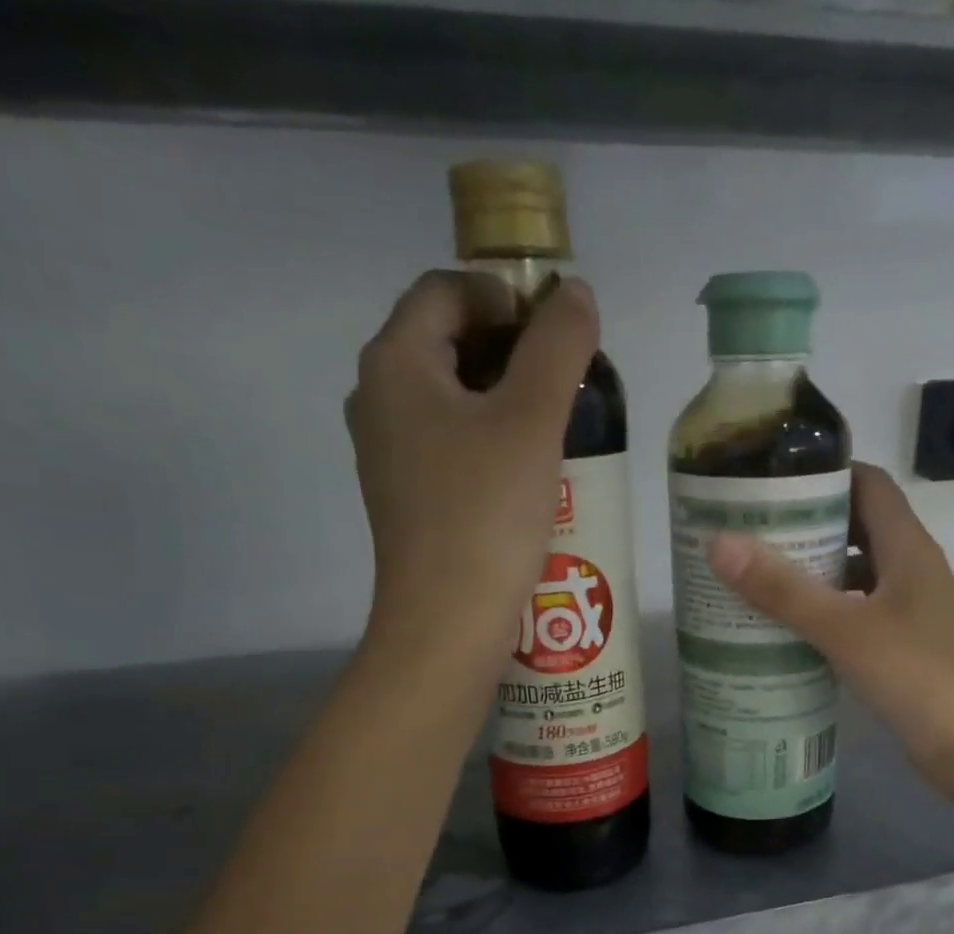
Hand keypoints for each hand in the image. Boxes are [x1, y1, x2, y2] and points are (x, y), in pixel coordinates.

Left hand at [345, 270, 598, 666]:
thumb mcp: (533, 420)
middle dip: (512, 351)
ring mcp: (388, 452)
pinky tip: (529, 475)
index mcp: (395, 362)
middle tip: (568, 384)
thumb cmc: (487, 513)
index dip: (507, 297)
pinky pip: (450, 445)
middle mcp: (378, 398)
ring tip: (559, 429)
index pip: (447, 290)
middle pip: (447, 342)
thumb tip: (575, 293)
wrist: (446, 622)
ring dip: (505, 400)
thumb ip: (558, 346)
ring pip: (451, 399)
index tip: (560, 337)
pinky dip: (489, 442)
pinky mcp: (407, 496)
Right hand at [707, 462, 953, 785]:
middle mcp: (912, 570)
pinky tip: (789, 631)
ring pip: (856, 576)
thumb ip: (783, 589)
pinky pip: (858, 615)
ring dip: (814, 573)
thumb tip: (719, 543)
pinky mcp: (904, 648)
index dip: (825, 473)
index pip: (868, 484)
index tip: (771, 478)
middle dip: (807, 525)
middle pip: (858, 528)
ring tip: (757, 578)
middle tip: (749, 532)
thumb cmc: (917, 675)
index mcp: (908, 547)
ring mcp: (910, 611)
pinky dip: (826, 614)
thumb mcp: (845, 629)